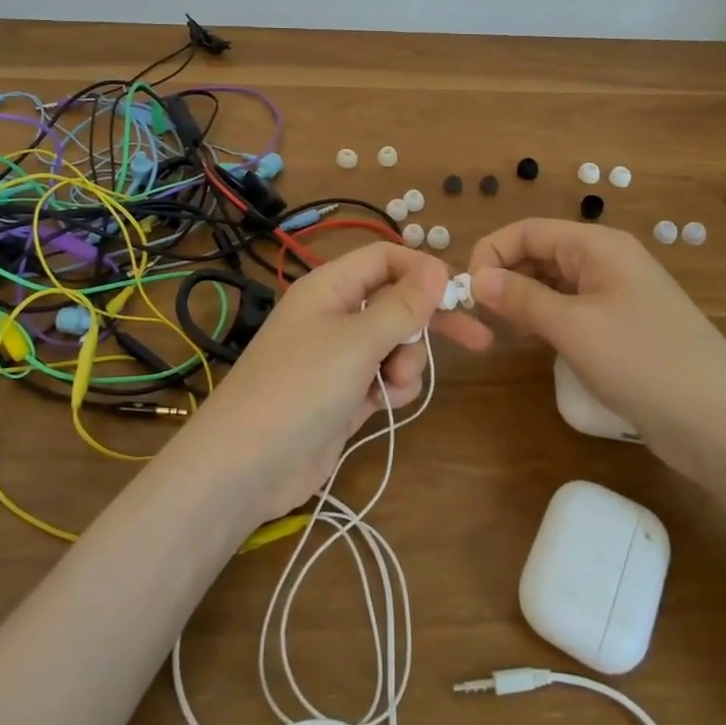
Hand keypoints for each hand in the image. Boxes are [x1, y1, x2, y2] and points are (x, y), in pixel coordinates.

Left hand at [176, 243, 489, 520]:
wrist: (247, 465)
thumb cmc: (302, 386)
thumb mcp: (357, 340)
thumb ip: (402, 305)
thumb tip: (437, 266)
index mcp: (330, 287)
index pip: (384, 258)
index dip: (420, 269)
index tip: (457, 292)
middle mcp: (335, 316)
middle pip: (395, 304)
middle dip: (429, 322)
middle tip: (477, 339)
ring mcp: (338, 358)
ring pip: (394, 346)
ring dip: (406, 363)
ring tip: (391, 384)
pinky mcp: (343, 396)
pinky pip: (382, 379)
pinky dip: (390, 389)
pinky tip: (381, 405)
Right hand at [467, 218, 725, 484]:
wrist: (724, 426)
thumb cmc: (644, 362)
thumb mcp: (573, 327)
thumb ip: (520, 298)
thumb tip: (475, 278)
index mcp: (598, 246)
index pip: (529, 230)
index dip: (492, 252)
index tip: (467, 291)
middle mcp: (607, 262)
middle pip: (541, 253)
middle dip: (506, 277)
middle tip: (481, 317)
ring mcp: (618, 297)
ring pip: (555, 284)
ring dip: (524, 300)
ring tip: (504, 331)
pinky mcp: (624, 330)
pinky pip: (573, 311)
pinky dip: (547, 321)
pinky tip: (537, 344)